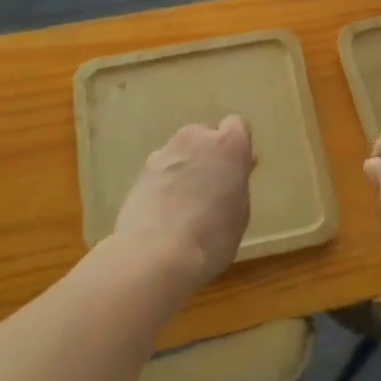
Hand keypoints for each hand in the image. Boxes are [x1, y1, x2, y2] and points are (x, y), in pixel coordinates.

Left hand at [112, 116, 254, 290]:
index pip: (237, 125)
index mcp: (229, 144)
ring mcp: (165, 152)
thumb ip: (238, 183)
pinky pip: (162, 168)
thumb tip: (234, 171)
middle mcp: (196, 138)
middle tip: (212, 187)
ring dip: (186, 166)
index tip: (237, 170)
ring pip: (181, 151)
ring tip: (185, 202)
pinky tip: (165, 210)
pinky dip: (165, 181)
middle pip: (206, 135)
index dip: (237, 147)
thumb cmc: (212, 236)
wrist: (155, 255)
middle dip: (209, 154)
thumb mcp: (240, 212)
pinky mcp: (141, 171)